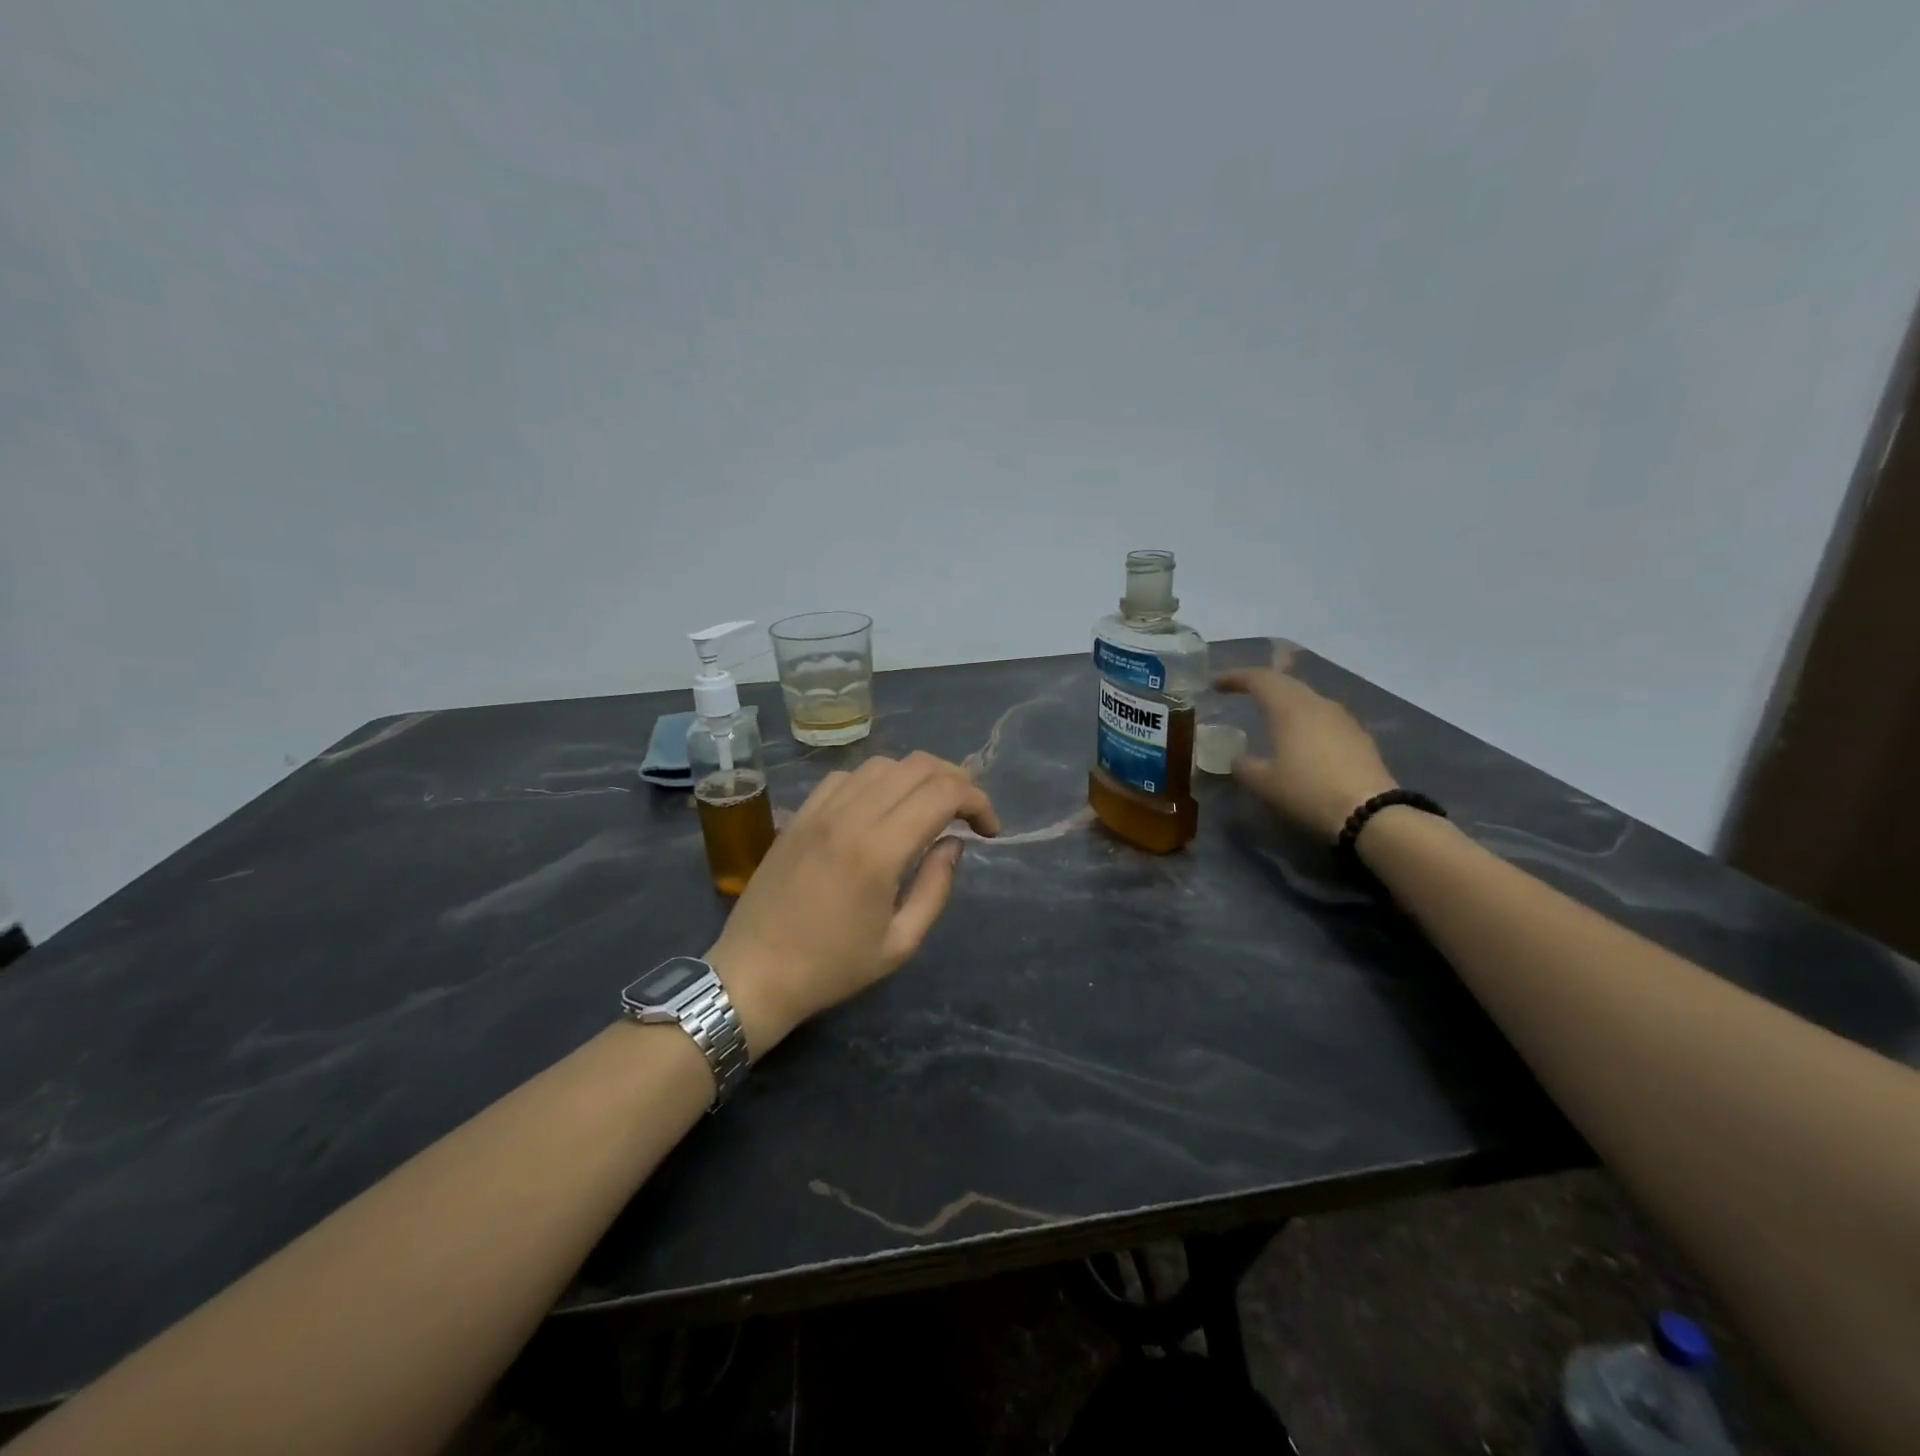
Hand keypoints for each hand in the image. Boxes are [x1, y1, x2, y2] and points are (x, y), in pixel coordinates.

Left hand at [706, 752, 998, 1056]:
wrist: (753, 974)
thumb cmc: (831, 968)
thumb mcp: (900, 943)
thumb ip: (935, 887)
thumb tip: (953, 843)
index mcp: (879, 851)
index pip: (943, 793)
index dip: (978, 801)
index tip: (989, 830)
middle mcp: (850, 817)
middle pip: (917, 766)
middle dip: (956, 779)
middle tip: (969, 812)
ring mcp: (819, 811)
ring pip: (882, 764)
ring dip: (916, 777)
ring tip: (929, 807)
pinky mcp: (799, 815)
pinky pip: (845, 777)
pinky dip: (876, 781)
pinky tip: (880, 808)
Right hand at [1215, 668, 1398, 841]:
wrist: (1369, 812)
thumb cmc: (1307, 791)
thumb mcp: (1263, 783)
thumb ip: (1244, 766)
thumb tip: (1239, 759)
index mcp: (1289, 708)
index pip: (1258, 679)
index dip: (1235, 677)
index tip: (1215, 684)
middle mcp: (1317, 704)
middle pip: (1285, 682)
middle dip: (1260, 683)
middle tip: (1239, 690)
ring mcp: (1342, 718)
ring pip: (1306, 698)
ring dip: (1284, 700)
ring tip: (1269, 713)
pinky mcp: (1358, 736)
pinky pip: (1323, 716)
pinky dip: (1303, 718)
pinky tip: (1300, 737)